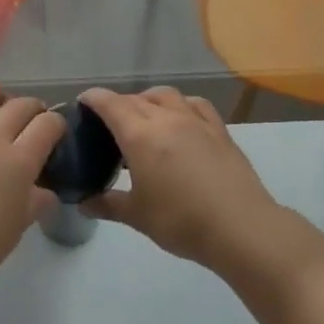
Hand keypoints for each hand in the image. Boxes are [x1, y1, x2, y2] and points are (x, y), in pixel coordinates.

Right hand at [77, 87, 278, 268]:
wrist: (240, 227)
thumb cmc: (181, 221)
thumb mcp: (137, 216)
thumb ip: (108, 205)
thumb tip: (83, 204)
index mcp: (139, 135)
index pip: (110, 104)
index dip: (93, 98)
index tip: (83, 102)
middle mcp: (166, 119)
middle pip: (136, 99)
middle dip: (118, 103)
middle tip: (109, 121)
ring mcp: (195, 121)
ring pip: (166, 96)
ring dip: (149, 99)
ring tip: (144, 117)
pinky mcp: (219, 130)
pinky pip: (195, 104)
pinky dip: (180, 105)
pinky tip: (181, 119)